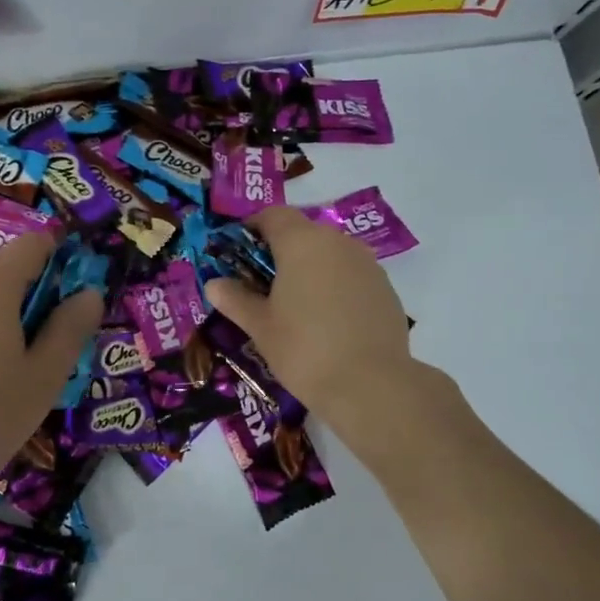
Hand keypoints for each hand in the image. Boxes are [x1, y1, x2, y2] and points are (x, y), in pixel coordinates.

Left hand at [0, 230, 101, 497]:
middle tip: (51, 347)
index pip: (33, 244)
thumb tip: (89, 293)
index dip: (62, 262)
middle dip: (36, 296)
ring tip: (17, 370)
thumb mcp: (45, 374)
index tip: (74, 304)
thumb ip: (71, 327)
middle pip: (6, 270)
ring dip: (8, 318)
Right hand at [204, 205, 411, 423]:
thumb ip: (235, 299)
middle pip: (303, 232)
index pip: (273, 215)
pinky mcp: (385, 288)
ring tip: (294, 305)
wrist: (371, 385)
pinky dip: (334, 286)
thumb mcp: (260, 326)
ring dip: (309, 268)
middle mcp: (337, 242)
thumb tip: (214, 284)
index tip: (238, 252)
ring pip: (329, 253)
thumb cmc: (303, 349)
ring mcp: (367, 263)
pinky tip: (326, 320)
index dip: (252, 228)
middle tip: (262, 284)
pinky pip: (350, 275)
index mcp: (301, 242)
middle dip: (280, 251)